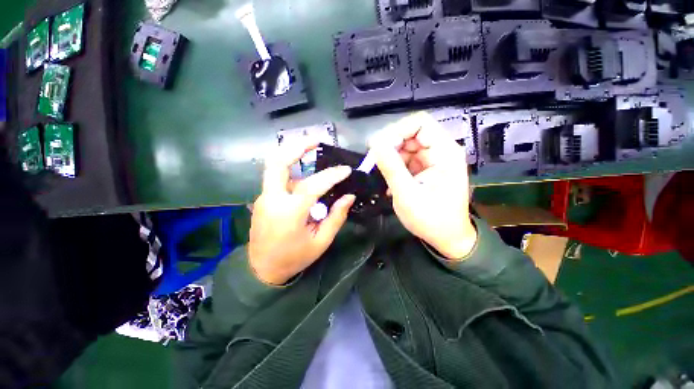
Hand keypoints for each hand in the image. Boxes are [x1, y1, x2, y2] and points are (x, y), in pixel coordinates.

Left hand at [249, 139, 355, 284]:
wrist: (262, 269)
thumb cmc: (294, 258)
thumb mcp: (320, 241)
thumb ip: (336, 217)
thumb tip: (349, 196)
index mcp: (289, 213)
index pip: (313, 186)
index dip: (331, 175)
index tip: (346, 170)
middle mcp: (272, 199)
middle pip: (277, 162)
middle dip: (296, 147)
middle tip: (315, 140)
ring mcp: (264, 197)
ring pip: (276, 168)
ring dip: (293, 156)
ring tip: (312, 150)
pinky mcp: (264, 199)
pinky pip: (279, 179)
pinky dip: (293, 171)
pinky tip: (306, 176)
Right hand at [371, 112, 476, 259]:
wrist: (447, 238)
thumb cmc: (431, 220)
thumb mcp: (407, 195)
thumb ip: (391, 168)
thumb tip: (375, 143)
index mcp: (445, 152)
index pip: (420, 123)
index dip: (397, 130)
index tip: (378, 147)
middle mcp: (441, 151)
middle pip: (411, 134)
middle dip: (390, 146)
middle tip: (374, 162)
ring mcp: (433, 160)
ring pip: (406, 147)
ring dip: (391, 158)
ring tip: (382, 176)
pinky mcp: (426, 169)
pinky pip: (406, 159)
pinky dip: (395, 167)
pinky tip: (390, 182)